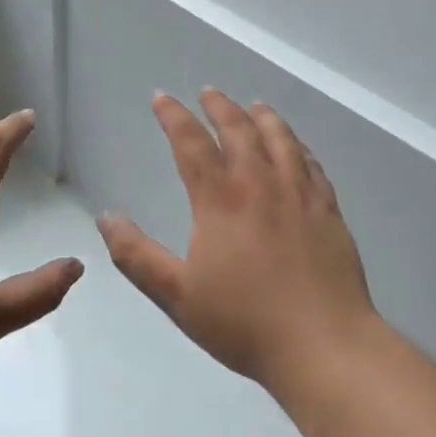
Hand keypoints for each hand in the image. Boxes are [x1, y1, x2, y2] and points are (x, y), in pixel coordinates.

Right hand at [98, 90, 376, 393]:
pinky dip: (299, 146)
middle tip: (208, 92)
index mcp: (220, 199)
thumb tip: (106, 218)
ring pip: (280, 139)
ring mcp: (299, 194)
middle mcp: (260, 184)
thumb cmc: (244, 322)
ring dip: (263, 116)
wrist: (323, 344)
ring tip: (254, 105)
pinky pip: (312, 164)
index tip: (161, 97)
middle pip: (239, 129)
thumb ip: (137, 256)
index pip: (191, 142)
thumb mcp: (177, 295)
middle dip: (219, 106)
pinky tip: (296, 147)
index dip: (173, 115)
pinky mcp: (328, 210)